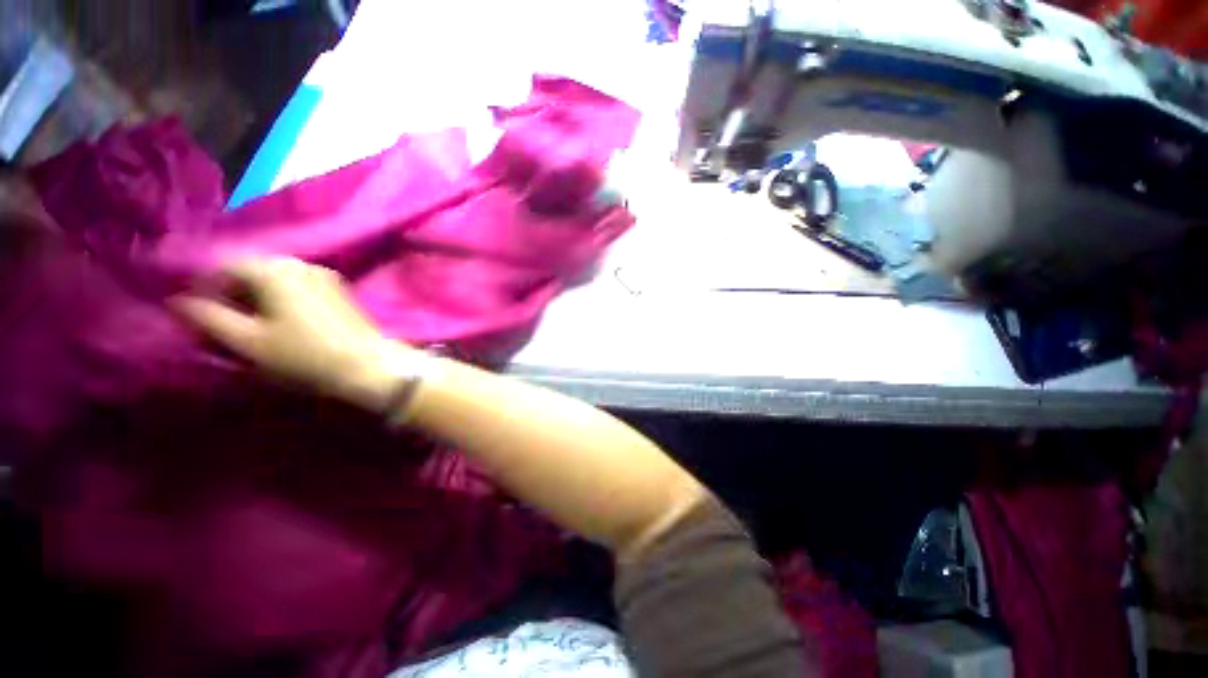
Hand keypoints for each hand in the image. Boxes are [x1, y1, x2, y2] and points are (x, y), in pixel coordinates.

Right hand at [172, 257, 417, 411]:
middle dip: (229, 290)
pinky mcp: (338, 289)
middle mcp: (300, 263)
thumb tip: (178, 300)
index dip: (202, 286)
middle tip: (218, 319)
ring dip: (254, 294)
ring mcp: (324, 274)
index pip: (223, 265)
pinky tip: (276, 319)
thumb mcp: (248, 341)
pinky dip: (278, 296)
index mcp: (274, 269)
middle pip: (250, 268)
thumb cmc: (305, 356)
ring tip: (245, 322)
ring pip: (274, 276)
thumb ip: (208, 317)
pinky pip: (296, 284)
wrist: (368, 364)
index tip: (194, 312)